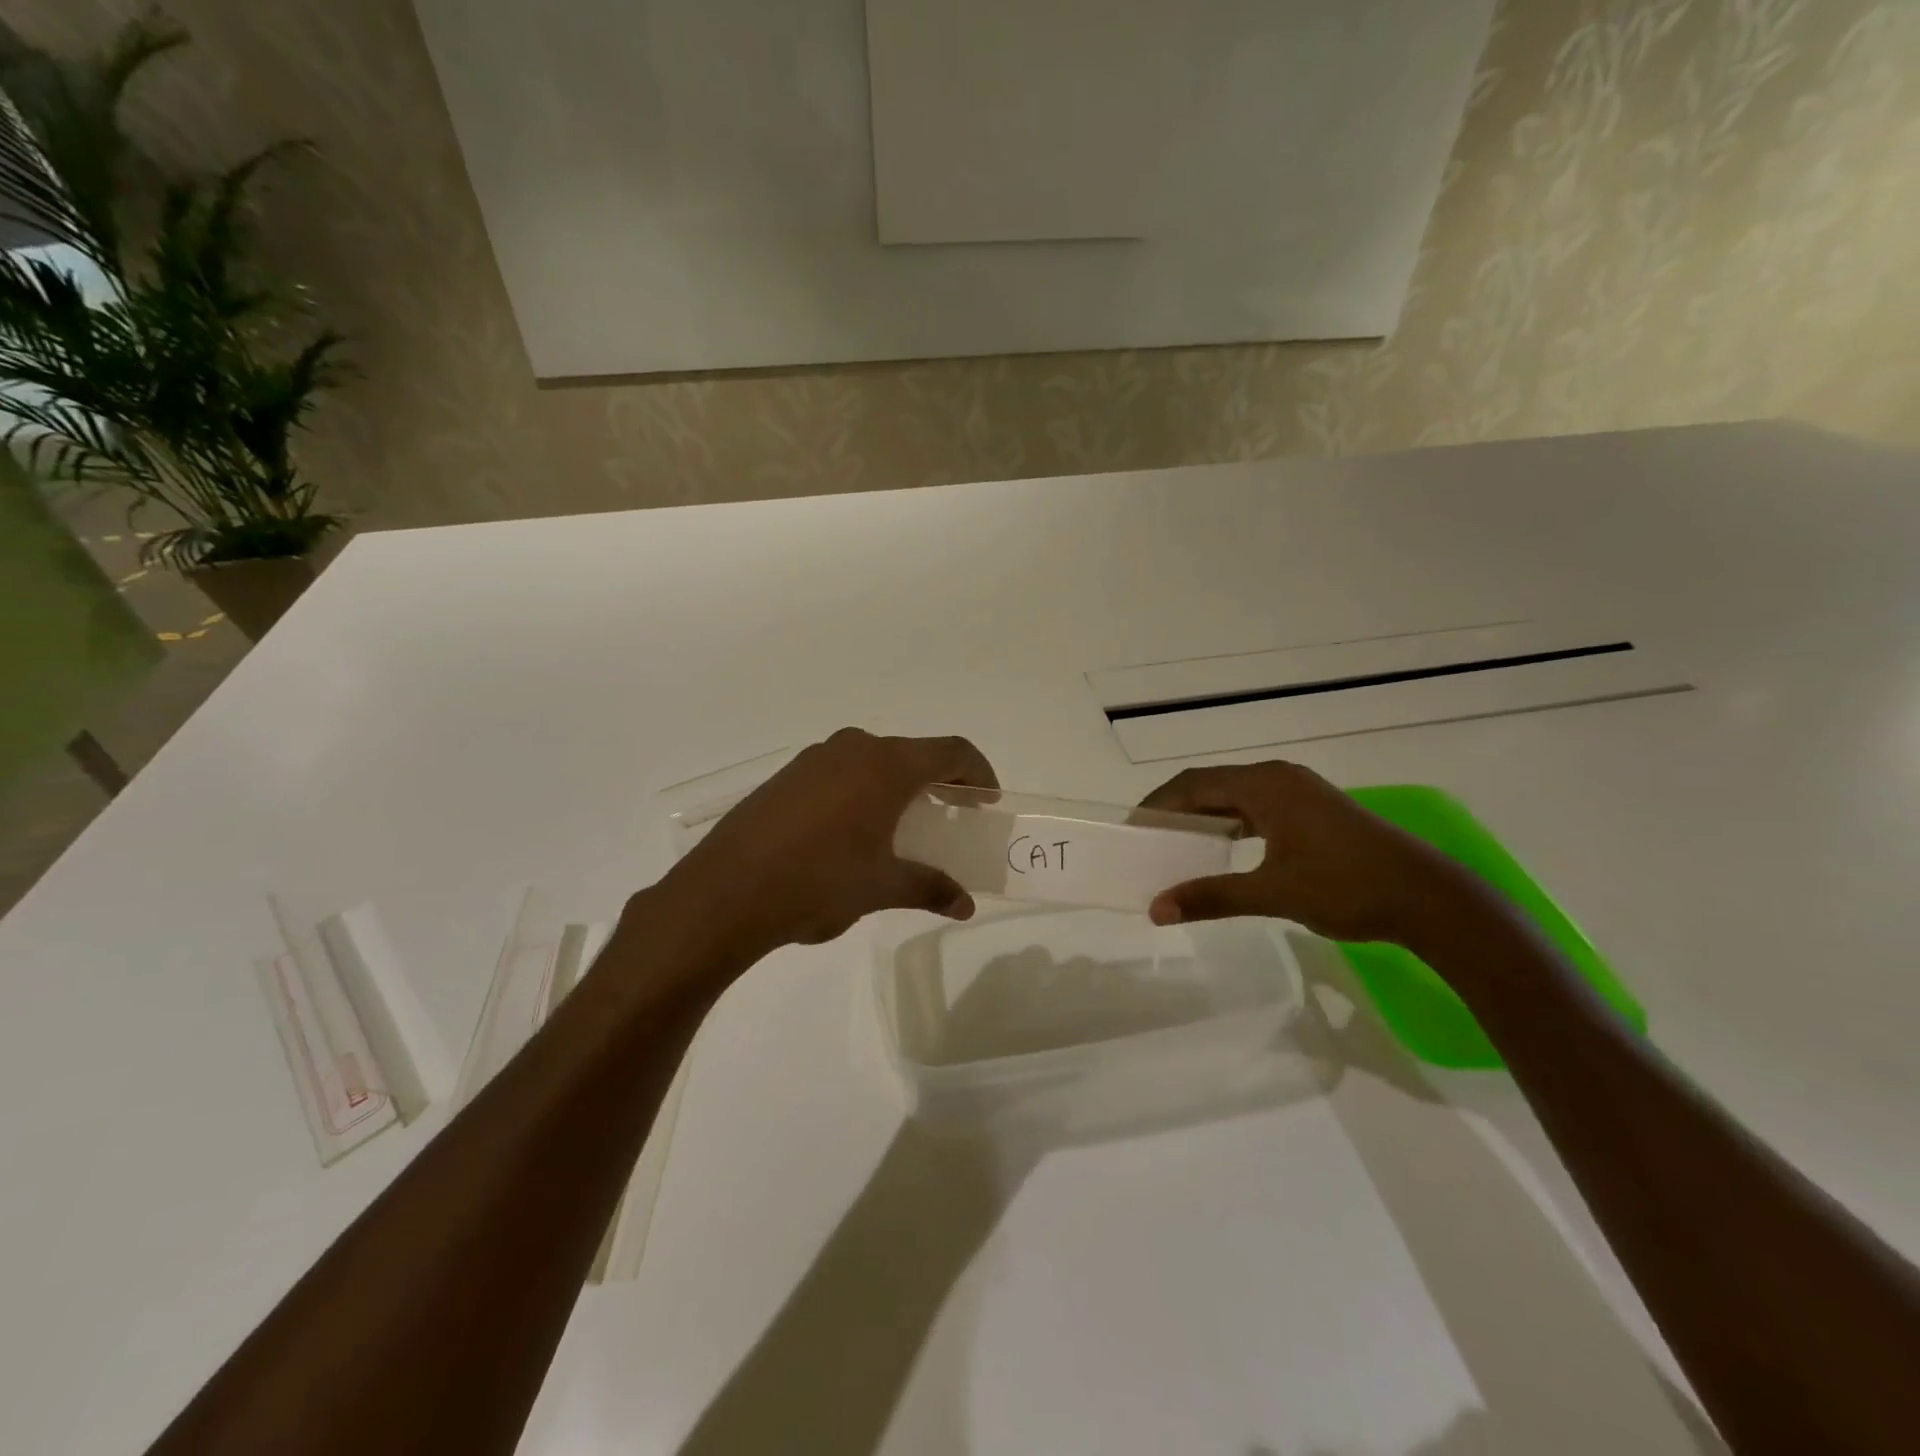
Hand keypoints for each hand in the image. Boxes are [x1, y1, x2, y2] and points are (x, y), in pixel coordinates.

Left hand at [669, 728, 999, 954]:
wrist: (726, 892)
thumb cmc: (818, 882)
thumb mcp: (882, 888)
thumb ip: (929, 888)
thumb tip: (965, 905)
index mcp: (887, 766)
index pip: (951, 751)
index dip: (978, 772)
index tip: (987, 799)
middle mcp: (854, 749)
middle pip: (913, 753)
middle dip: (939, 780)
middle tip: (951, 814)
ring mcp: (815, 759)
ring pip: (874, 761)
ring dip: (898, 785)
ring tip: (902, 825)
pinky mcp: (787, 776)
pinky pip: (841, 772)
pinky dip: (863, 791)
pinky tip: (852, 831)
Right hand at [1139, 761, 1465, 943]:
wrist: (1428, 898)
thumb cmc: (1347, 887)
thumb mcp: (1273, 893)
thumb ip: (1211, 897)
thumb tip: (1155, 909)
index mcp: (1265, 785)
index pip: (1193, 784)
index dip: (1158, 804)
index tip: (1132, 829)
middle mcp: (1278, 777)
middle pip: (1211, 786)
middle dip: (1176, 810)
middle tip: (1148, 840)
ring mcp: (1298, 791)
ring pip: (1234, 797)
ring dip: (1204, 817)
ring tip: (1176, 845)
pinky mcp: (1313, 809)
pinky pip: (1256, 807)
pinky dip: (1230, 824)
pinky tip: (1222, 849)